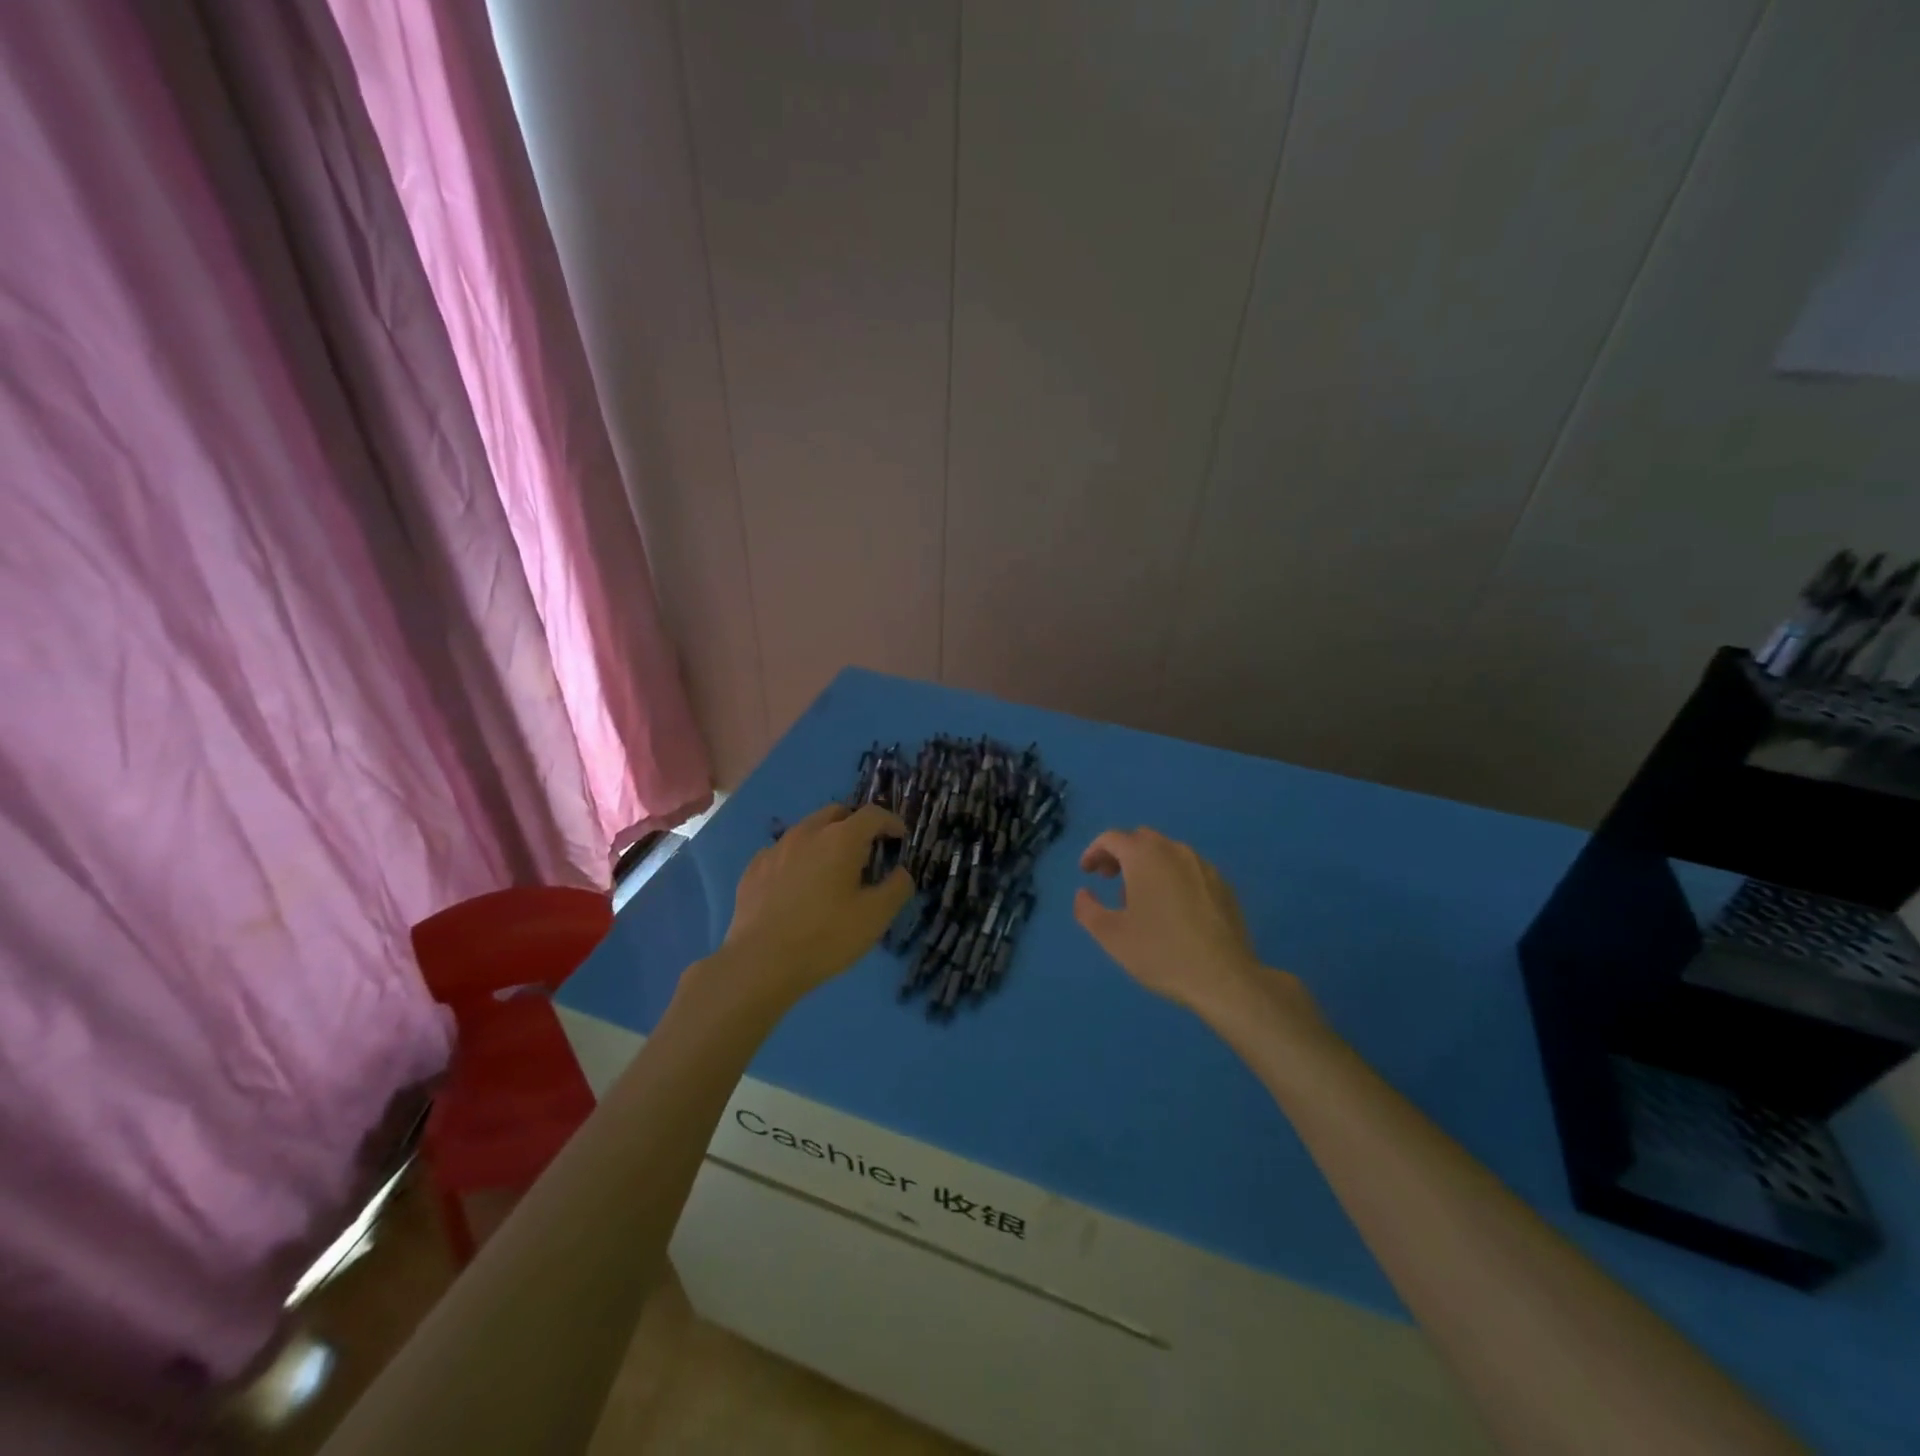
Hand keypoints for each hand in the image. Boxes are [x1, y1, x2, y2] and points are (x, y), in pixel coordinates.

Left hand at [717, 802, 912, 1007]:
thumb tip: (900, 873)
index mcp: (840, 838)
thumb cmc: (825, 937)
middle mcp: (807, 832)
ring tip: (831, 869)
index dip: (891, 822)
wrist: (759, 962)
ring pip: (807, 830)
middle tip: (866, 851)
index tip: (899, 838)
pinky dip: (798, 858)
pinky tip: (798, 885)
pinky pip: (783, 852)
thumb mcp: (875, 917)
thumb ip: (896, 888)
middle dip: (856, 825)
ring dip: (825, 840)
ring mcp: (776, 848)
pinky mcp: (754, 868)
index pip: (873, 815)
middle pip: (837, 813)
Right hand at [1073, 827, 1286, 1020]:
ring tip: (1140, 898)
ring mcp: (1203, 866)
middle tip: (1109, 879)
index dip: (1094, 852)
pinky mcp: (1223, 885)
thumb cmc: (1160, 952)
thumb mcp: (1111, 935)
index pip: (1112, 838)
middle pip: (1141, 839)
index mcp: (1145, 856)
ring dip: (1147, 865)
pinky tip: (1172, 909)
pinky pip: (1189, 869)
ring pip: (1167, 852)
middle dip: (1121, 854)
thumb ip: (1087, 909)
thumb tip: (1083, 893)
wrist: (1224, 977)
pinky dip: (1172, 877)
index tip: (1086, 873)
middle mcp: (1175, 851)